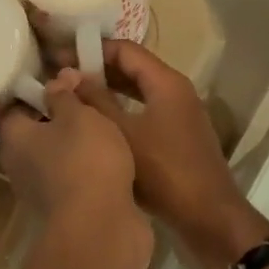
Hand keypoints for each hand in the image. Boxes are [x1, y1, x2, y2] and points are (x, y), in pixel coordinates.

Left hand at [0, 70, 138, 228]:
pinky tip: (113, 156)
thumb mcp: (79, 116)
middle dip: (60, 116)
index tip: (61, 78)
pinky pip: (76, 178)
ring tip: (106, 123)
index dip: (35, 91)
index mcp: (14, 139)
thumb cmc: (85, 161)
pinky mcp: (67, 210)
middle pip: (36, 132)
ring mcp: (43, 191)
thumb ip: (66, 95)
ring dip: (78, 144)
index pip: (14, 107)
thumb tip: (57, 78)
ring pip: (58, 156)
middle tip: (88, 97)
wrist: (101, 229)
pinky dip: (90, 167)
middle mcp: (20, 165)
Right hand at [69, 41, 268, 268]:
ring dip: (106, 93)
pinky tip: (95, 127)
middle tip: (60, 78)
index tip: (60, 57)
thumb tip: (67, 75)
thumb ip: (95, 101)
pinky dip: (119, 113)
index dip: (92, 49)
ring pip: (137, 93)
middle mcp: (176, 92)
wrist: (208, 219)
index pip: (125, 50)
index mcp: (167, 83)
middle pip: (132, 69)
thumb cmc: (164, 172)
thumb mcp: (122, 134)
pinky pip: (143, 113)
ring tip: (71, 100)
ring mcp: (179, 116)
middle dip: (96, 71)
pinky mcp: (177, 139)